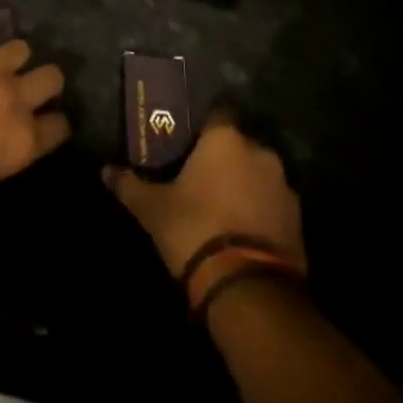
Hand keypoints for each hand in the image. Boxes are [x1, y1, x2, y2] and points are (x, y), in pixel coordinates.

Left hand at [0, 37, 70, 197]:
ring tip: (0, 66)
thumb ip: (3, 154)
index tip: (49, 126)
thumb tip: (1, 146)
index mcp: (24, 137)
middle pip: (52, 77)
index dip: (56, 125)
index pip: (60, 126)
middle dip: (46, 82)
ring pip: (19, 48)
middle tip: (32, 88)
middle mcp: (15, 96)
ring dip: (12, 58)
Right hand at [105, 114, 304, 280]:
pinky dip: (260, 211)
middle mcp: (259, 152)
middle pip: (238, 145)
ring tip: (221, 208)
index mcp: (225, 139)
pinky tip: (242, 232)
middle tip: (199, 178)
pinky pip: (273, 204)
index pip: (216, 114)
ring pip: (258, 175)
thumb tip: (104, 170)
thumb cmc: (195, 229)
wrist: (248, 288)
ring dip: (244, 184)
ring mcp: (284, 186)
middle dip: (223, 158)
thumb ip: (129, 185)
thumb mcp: (153, 209)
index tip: (187, 143)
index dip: (202, 127)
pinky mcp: (298, 219)